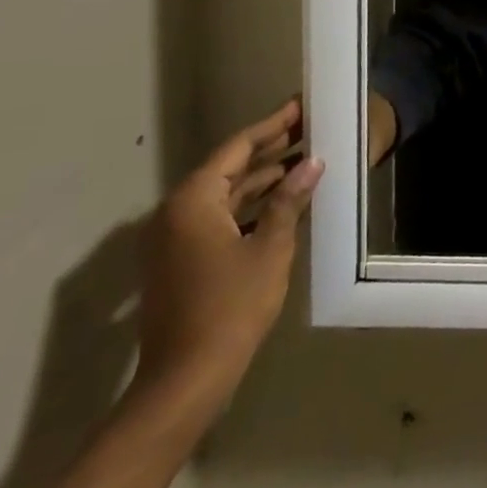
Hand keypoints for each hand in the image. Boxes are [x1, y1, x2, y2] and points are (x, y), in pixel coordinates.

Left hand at [136, 98, 322, 405]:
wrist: (185, 380)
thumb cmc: (231, 306)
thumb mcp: (270, 248)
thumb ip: (289, 200)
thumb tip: (312, 163)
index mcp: (194, 201)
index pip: (238, 148)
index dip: (272, 126)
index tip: (299, 107)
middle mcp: (176, 212)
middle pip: (229, 168)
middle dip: (270, 150)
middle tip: (309, 129)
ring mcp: (174, 239)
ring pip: (225, 194)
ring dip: (262, 178)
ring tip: (304, 160)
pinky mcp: (181, 261)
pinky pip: (219, 217)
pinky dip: (249, 205)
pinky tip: (283, 202)